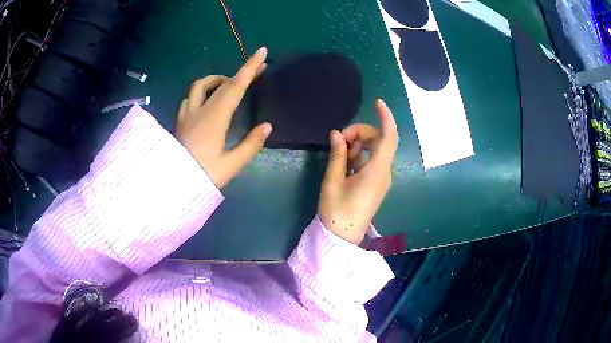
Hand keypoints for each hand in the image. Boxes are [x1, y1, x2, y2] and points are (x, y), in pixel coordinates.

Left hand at [176, 47, 271, 187]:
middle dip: (240, 73)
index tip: (261, 51)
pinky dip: (201, 93)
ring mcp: (186, 115)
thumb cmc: (202, 176)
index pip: (235, 86)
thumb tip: (267, 126)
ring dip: (216, 80)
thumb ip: (250, 144)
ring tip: (227, 87)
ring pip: (199, 86)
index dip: (249, 67)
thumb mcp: (231, 165)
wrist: (170, 186)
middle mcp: (200, 110)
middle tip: (255, 71)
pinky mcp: (179, 122)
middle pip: (221, 83)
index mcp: (215, 118)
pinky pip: (189, 98)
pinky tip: (205, 103)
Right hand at [318, 99, 398, 244]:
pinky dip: (360, 155)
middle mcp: (384, 172)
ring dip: (359, 145)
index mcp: (376, 171)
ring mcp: (382, 179)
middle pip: (379, 141)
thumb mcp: (333, 180)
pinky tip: (345, 163)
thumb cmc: (337, 211)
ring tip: (340, 154)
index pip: (388, 138)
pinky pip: (372, 161)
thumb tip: (336, 134)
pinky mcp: (377, 183)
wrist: (343, 237)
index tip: (377, 103)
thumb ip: (337, 154)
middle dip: (361, 133)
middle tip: (339, 139)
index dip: (385, 118)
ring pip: (375, 150)